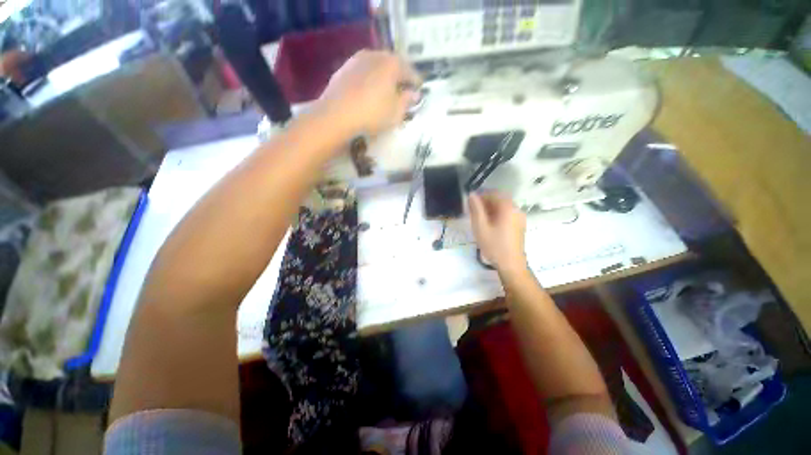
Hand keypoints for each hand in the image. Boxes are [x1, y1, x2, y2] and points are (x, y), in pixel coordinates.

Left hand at [317, 50, 420, 135]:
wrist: (336, 115)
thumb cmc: (372, 114)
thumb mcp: (396, 113)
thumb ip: (407, 101)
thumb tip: (414, 94)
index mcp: (392, 64)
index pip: (410, 71)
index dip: (416, 82)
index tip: (419, 91)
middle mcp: (375, 55)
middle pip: (393, 64)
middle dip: (400, 76)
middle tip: (403, 90)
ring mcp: (357, 60)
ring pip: (377, 66)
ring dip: (384, 76)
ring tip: (386, 90)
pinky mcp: (344, 68)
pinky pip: (363, 71)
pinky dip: (370, 79)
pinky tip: (368, 91)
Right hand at [468, 192, 527, 275]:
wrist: (511, 264)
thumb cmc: (494, 245)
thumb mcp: (480, 226)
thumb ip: (476, 209)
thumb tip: (471, 194)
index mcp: (508, 208)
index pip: (494, 193)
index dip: (481, 195)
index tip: (471, 202)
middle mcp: (516, 209)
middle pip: (500, 199)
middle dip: (485, 202)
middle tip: (473, 211)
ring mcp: (519, 218)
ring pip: (503, 207)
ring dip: (491, 209)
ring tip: (479, 219)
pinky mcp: (519, 225)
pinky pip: (507, 214)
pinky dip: (497, 215)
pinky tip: (489, 225)